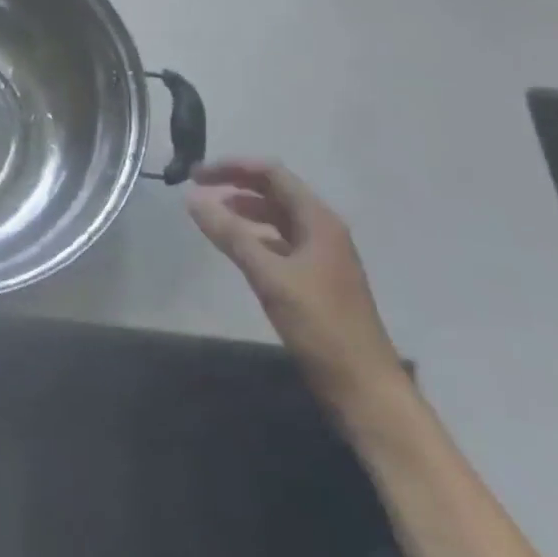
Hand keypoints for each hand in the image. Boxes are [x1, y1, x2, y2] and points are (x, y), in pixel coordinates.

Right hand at [186, 160, 403, 415]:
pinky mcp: (316, 279)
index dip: (233, 167)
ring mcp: (321, 255)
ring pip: (277, 217)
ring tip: (212, 215)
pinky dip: (255, 236)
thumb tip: (192, 198)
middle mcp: (322, 230)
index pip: (272, 173)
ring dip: (245, 210)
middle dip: (236, 185)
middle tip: (197, 189)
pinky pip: (280, 243)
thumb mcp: (270, 277)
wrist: (365, 389)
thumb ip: (230, 235)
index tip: (196, 175)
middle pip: (275, 191)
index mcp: (318, 221)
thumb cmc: (321, 326)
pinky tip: (236, 248)